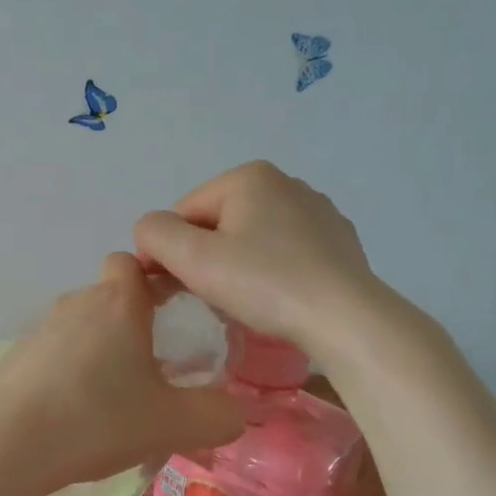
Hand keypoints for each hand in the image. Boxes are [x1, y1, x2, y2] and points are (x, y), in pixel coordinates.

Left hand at [0, 253, 244, 495]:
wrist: (7, 445)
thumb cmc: (99, 419)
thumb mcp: (175, 423)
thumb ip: (218, 415)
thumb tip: (236, 412)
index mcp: (118, 302)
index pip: (133, 262)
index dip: (153, 280)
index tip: (171, 312)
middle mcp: (77, 303)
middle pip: (110, 297)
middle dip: (131, 323)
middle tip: (153, 369)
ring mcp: (40, 329)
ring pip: (81, 326)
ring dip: (100, 350)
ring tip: (115, 399)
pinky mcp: (16, 357)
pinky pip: (54, 353)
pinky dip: (69, 372)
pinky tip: (76, 413)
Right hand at [133, 161, 437, 363]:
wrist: (346, 319)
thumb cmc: (265, 284)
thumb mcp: (194, 259)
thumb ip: (155, 234)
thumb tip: (150, 232)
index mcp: (249, 176)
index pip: (184, 213)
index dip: (172, 252)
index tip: (176, 289)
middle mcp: (285, 182)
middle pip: (219, 223)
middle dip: (206, 258)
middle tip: (211, 299)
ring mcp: (318, 211)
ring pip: (252, 238)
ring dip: (238, 267)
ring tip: (246, 304)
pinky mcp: (338, 241)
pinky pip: (285, 252)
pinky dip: (272, 272)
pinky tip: (278, 300)